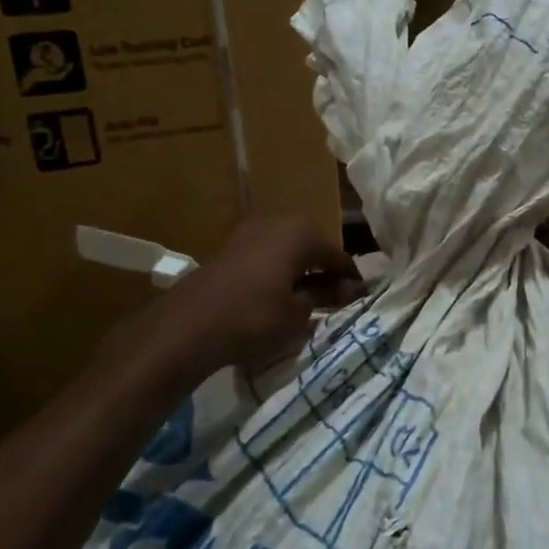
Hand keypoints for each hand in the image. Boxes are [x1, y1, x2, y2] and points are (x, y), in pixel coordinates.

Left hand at [161, 216, 364, 376]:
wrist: (188, 326)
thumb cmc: (254, 318)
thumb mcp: (299, 314)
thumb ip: (325, 296)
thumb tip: (348, 290)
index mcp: (301, 233)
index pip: (338, 256)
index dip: (351, 279)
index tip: (361, 299)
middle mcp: (278, 222)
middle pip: (313, 246)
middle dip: (325, 270)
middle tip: (336, 297)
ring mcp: (250, 231)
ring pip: (289, 249)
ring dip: (301, 270)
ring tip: (308, 298)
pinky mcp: (230, 247)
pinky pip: (267, 255)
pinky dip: (279, 271)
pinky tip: (280, 293)